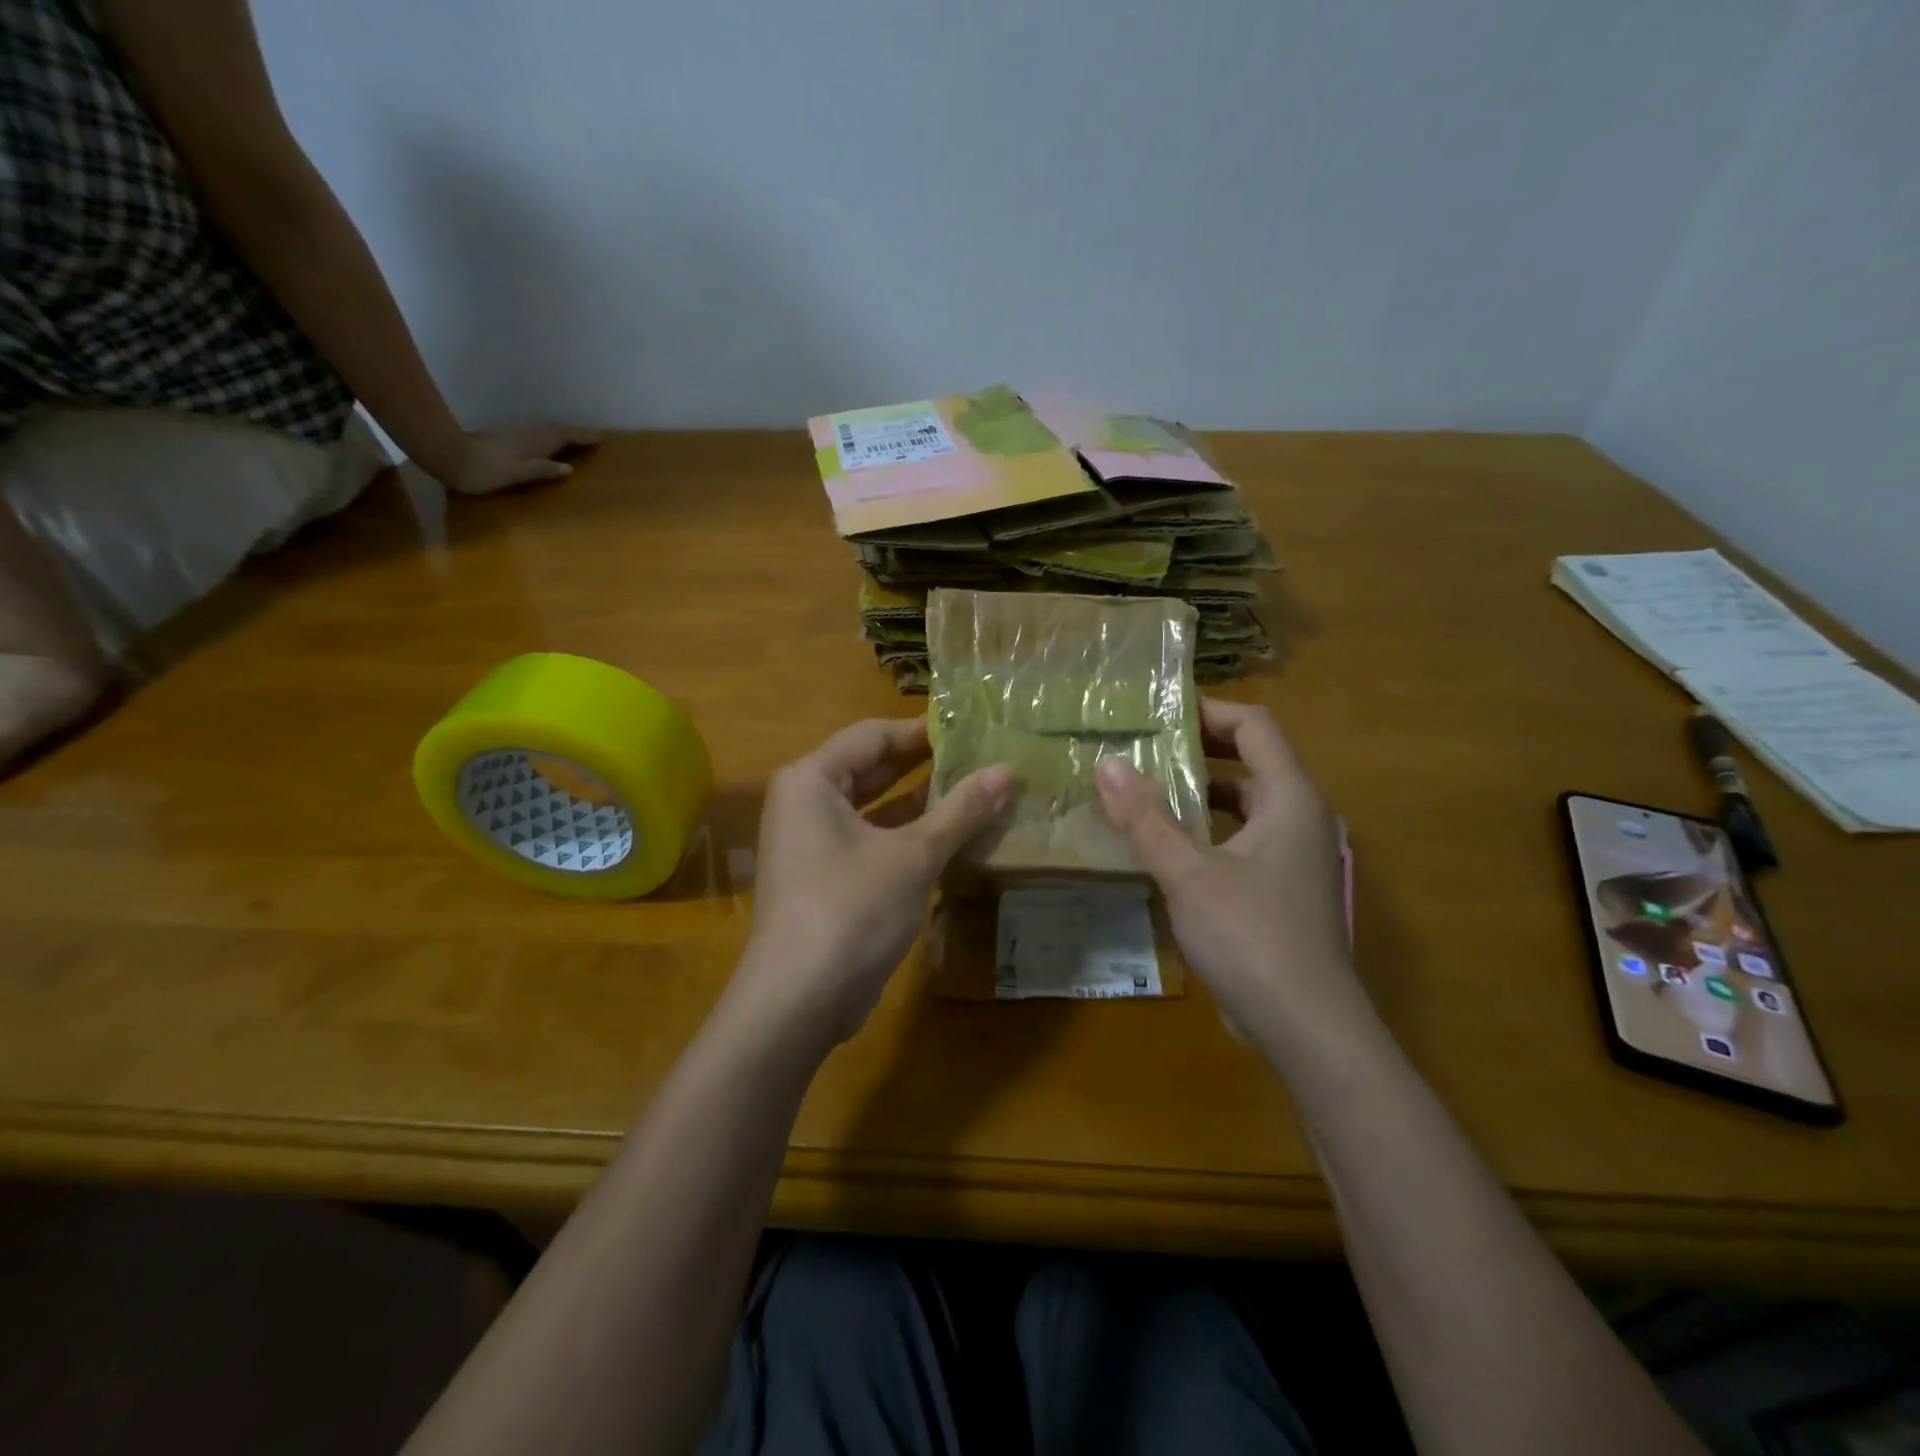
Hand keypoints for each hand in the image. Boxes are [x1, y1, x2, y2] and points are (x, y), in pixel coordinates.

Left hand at [437, 421, 601, 494]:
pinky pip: (534, 430)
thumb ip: (542, 470)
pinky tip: (545, 440)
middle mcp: (527, 433)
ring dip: (560, 431)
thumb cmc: (484, 471)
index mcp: (534, 442)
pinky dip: (546, 433)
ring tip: (572, 438)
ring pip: (544, 428)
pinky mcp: (504, 434)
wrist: (448, 456)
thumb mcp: (516, 474)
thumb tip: (569, 468)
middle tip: (590, 437)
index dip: (581, 437)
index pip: (564, 437)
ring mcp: (514, 431)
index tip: (599, 438)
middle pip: (555, 429)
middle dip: (574, 432)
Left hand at [734, 719, 1016, 1046]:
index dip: (923, 731)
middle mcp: (806, 802)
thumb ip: (961, 811)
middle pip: (873, 769)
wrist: (798, 1001)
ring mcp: (813, 843)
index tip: (972, 730)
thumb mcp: (913, 855)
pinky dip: (908, 836)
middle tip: (982, 759)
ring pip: (875, 808)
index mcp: (812, 779)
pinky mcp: (826, 877)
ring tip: (978, 793)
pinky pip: (872, 840)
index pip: (874, 735)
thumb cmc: (851, 910)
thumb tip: (1009, 771)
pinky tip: (953, 838)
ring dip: (922, 804)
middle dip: (926, 766)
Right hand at [1095, 699, 1359, 1040]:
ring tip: (1142, 793)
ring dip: (1198, 795)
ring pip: (1244, 806)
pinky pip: (1241, 841)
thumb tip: (1107, 763)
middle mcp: (1300, 818)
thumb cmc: (1251, 937)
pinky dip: (1206, 832)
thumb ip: (1146, 817)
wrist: (1307, 1028)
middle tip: (1139, 750)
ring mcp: (1294, 857)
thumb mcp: (1188, 873)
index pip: (1254, 727)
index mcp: (1290, 799)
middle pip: (1250, 763)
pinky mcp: (1282, 891)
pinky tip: (1164, 848)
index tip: (1157, 713)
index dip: (1208, 711)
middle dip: (1196, 752)